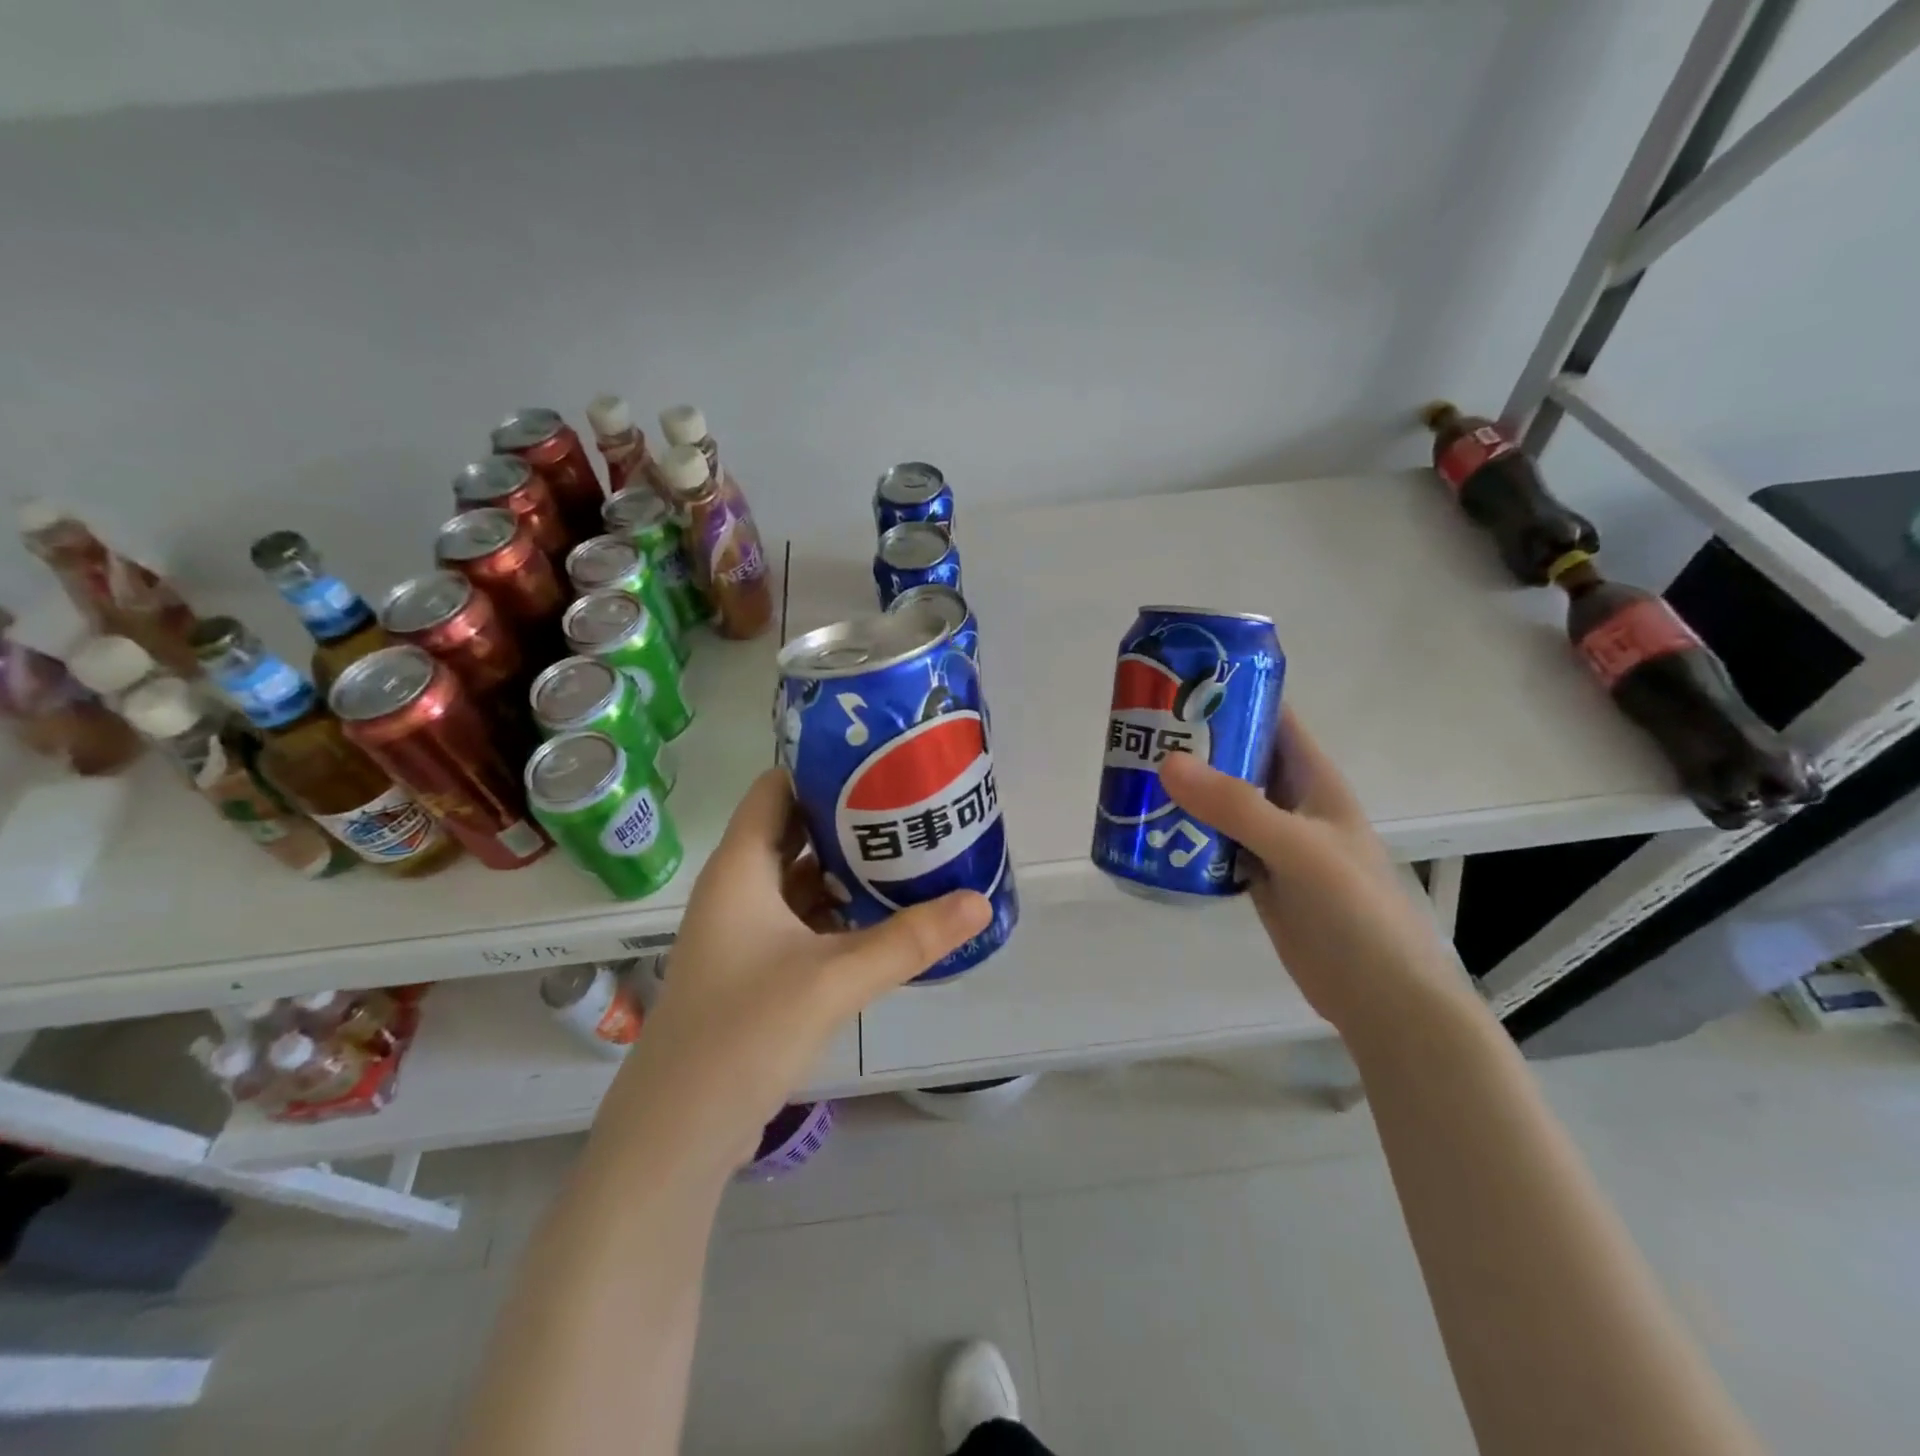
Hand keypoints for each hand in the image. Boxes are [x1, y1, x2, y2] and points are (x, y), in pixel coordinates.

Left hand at [617, 768, 991, 1169]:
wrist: (679, 1131)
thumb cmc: (743, 1032)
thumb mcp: (833, 979)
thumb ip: (909, 940)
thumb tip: (979, 902)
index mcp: (740, 869)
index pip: (775, 790)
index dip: (820, 769)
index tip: (878, 761)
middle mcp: (738, 890)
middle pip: (795, 832)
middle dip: (848, 818)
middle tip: (910, 804)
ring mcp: (745, 933)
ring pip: (802, 880)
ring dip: (848, 869)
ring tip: (909, 852)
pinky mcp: (757, 970)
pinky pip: (804, 921)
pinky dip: (840, 913)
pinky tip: (885, 917)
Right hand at [1159, 708, 1460, 1031]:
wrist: (1379, 995)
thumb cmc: (1354, 910)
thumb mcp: (1298, 848)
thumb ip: (1236, 806)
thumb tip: (1167, 762)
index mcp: (1313, 779)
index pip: (1272, 717)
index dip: (1232, 693)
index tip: (1177, 683)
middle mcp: (1290, 801)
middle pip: (1237, 756)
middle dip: (1194, 741)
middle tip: (1138, 731)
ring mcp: (1272, 840)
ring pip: (1221, 800)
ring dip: (1184, 788)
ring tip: (1131, 774)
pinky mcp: (1256, 875)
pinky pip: (1213, 841)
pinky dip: (1185, 832)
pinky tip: (1150, 830)